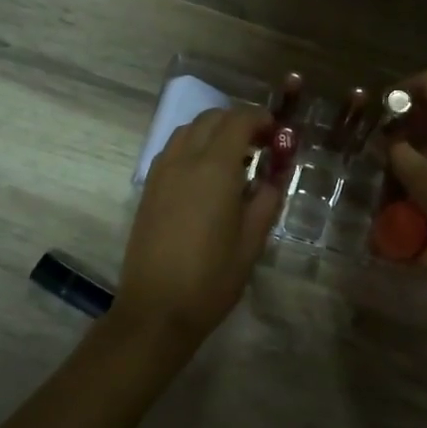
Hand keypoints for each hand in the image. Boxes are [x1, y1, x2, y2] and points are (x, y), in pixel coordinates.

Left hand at [115, 107, 281, 348]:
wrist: (157, 309)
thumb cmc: (212, 278)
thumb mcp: (253, 240)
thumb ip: (267, 198)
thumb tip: (276, 174)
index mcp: (215, 168)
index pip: (238, 120)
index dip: (261, 119)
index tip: (277, 133)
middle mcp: (184, 160)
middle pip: (211, 118)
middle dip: (238, 122)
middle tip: (260, 145)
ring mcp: (161, 172)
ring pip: (188, 130)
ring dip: (213, 131)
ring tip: (234, 159)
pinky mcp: (149, 188)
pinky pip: (172, 150)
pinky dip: (193, 146)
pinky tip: (206, 176)